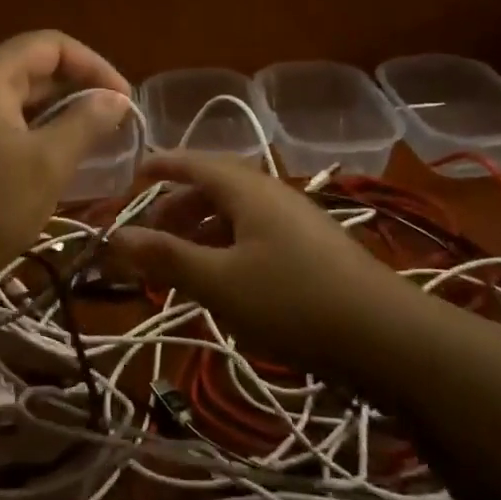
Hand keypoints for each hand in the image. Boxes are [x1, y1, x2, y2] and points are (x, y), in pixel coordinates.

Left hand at [0, 31, 133, 291]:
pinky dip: (26, 134)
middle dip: (76, 91)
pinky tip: (45, 164)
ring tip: (87, 143)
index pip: (51, 45)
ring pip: (12, 100)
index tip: (124, 101)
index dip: (95, 66)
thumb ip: (85, 123)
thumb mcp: (45, 165)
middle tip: (112, 125)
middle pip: (29, 69)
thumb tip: (115, 98)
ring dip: (53, 115)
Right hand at [109, 152, 400, 368]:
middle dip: (177, 207)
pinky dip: (227, 248)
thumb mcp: (219, 282)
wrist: (386, 337)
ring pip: (236, 215)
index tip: (132, 175)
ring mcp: (297, 221)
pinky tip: (225, 281)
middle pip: (214, 188)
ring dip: (202, 232)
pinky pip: (256, 235)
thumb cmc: (293, 300)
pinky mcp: (312, 250)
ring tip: (179, 264)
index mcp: (248, 189)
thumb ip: (166, 257)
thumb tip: (115, 237)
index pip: (194, 162)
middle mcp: (273, 194)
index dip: (161, 166)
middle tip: (149, 235)